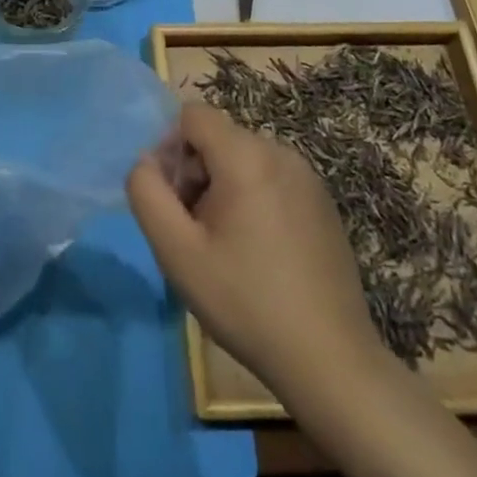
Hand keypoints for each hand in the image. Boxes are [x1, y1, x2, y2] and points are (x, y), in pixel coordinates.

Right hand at [127, 100, 382, 396]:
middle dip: (195, 173)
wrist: (330, 361)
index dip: (170, 149)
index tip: (174, 201)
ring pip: (243, 158)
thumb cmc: (245, 302)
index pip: (192, 116)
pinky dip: (252, 198)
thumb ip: (146, 194)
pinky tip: (258, 252)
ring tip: (225, 245)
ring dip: (221, 187)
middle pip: (217, 138)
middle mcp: (280, 153)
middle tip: (195, 231)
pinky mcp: (322, 202)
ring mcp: (307, 177)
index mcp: (247, 156)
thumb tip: (146, 162)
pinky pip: (270, 177)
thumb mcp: (177, 252)